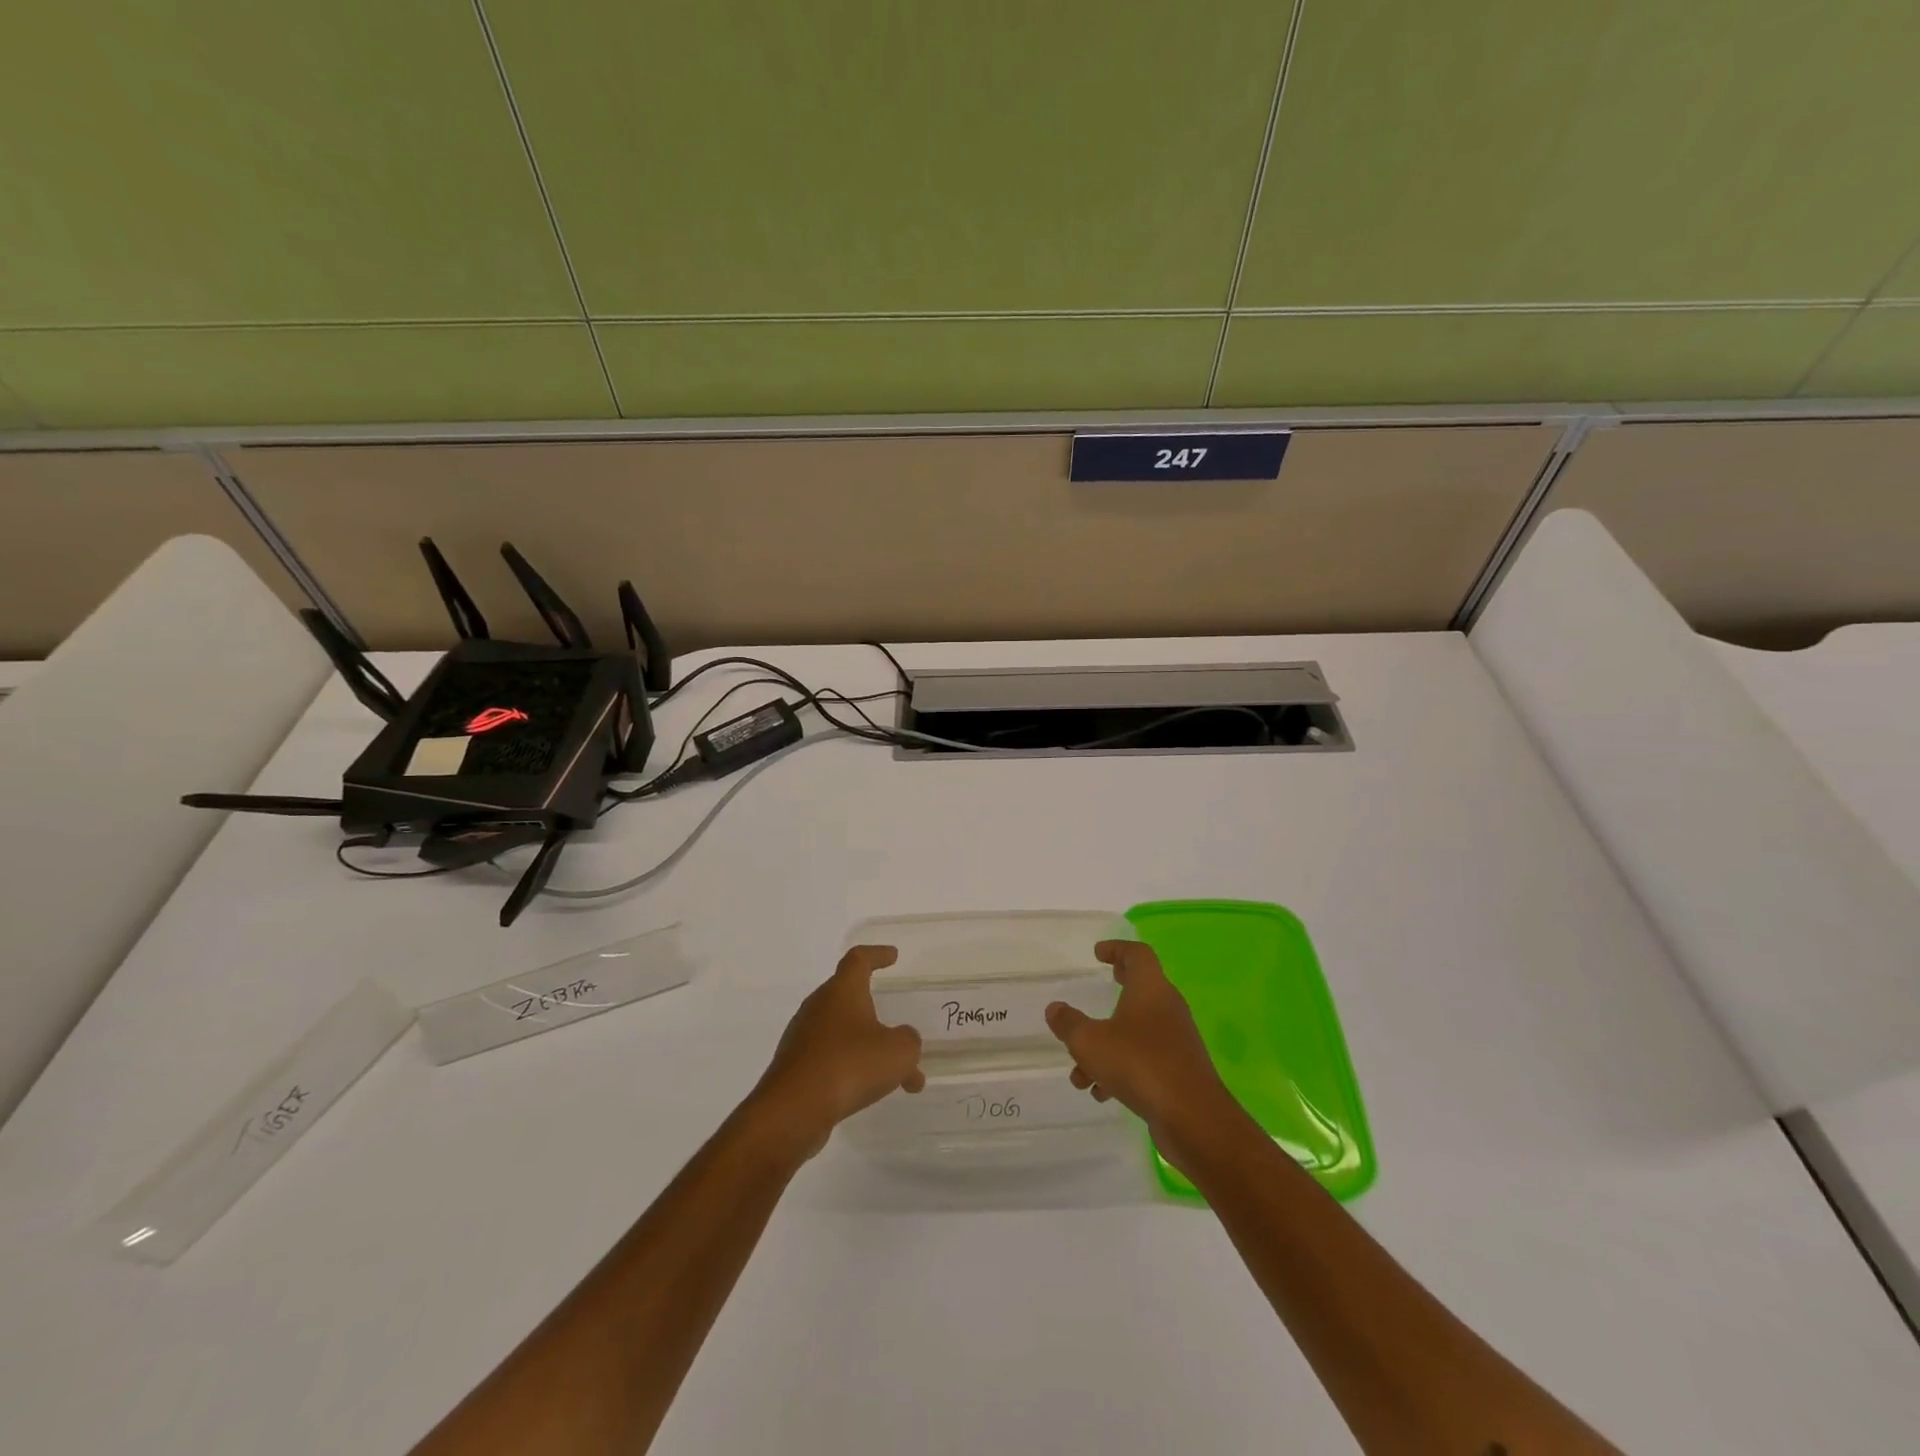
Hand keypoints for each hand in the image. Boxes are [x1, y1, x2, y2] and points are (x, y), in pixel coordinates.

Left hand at [744, 945, 923, 1161]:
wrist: (792, 1110)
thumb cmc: (849, 1065)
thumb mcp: (898, 1052)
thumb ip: (908, 1041)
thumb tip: (902, 1039)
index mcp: (842, 991)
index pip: (859, 959)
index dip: (877, 954)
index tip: (892, 956)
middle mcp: (818, 1007)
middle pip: (850, 998)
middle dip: (877, 1013)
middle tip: (900, 1030)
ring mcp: (803, 1037)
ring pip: (844, 1034)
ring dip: (870, 1050)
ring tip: (900, 1077)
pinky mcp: (795, 1067)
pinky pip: (831, 1059)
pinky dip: (853, 1069)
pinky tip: (871, 1093)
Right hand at [1045, 939, 1247, 1175]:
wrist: (1192, 1118)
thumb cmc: (1139, 1064)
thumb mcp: (1090, 1042)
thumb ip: (1069, 1023)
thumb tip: (1055, 1008)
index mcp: (1150, 989)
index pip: (1138, 954)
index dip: (1117, 948)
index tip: (1098, 953)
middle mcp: (1167, 1008)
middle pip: (1142, 987)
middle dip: (1118, 987)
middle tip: (1102, 983)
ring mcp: (1176, 1040)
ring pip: (1137, 1030)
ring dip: (1108, 1044)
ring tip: (1080, 1072)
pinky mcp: (1179, 1070)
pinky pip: (1145, 1058)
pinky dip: (1122, 1067)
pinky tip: (1101, 1092)